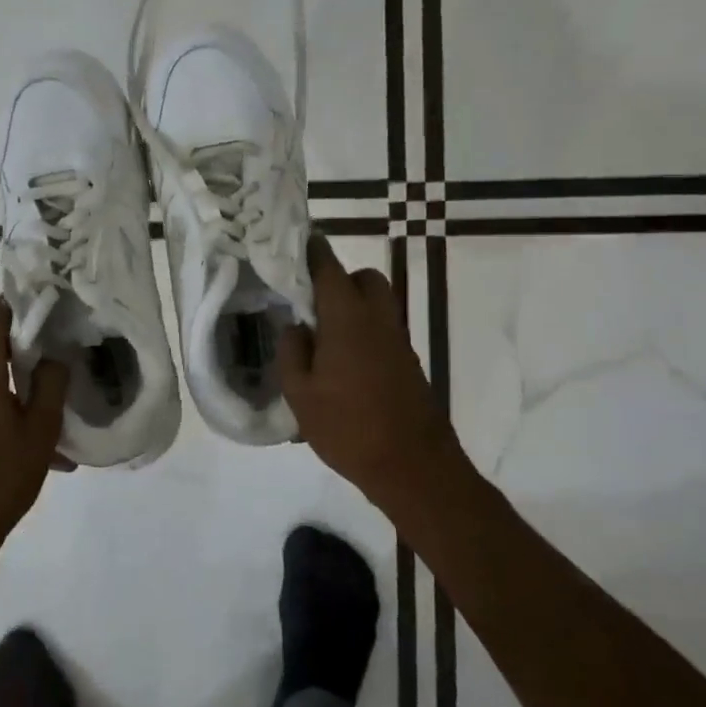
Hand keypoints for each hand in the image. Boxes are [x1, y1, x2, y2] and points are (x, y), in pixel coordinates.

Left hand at [0, 299, 69, 576]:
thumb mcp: (41, 430)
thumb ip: (52, 383)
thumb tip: (55, 355)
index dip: (21, 304)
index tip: (50, 300)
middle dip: (26, 346)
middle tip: (63, 349)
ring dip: (19, 386)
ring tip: (56, 411)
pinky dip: (4, 411)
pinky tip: (35, 445)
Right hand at [277, 236, 462, 506]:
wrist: (413, 466)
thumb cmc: (348, 427)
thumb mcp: (300, 394)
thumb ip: (292, 352)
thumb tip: (296, 327)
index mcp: (347, 318)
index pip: (329, 268)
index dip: (312, 250)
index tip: (298, 240)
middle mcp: (377, 319)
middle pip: (365, 279)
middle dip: (340, 279)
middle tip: (312, 303)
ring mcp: (398, 341)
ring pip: (378, 304)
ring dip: (354, 306)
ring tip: (324, 336)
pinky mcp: (408, 363)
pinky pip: (383, 330)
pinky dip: (364, 331)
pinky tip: (343, 363)